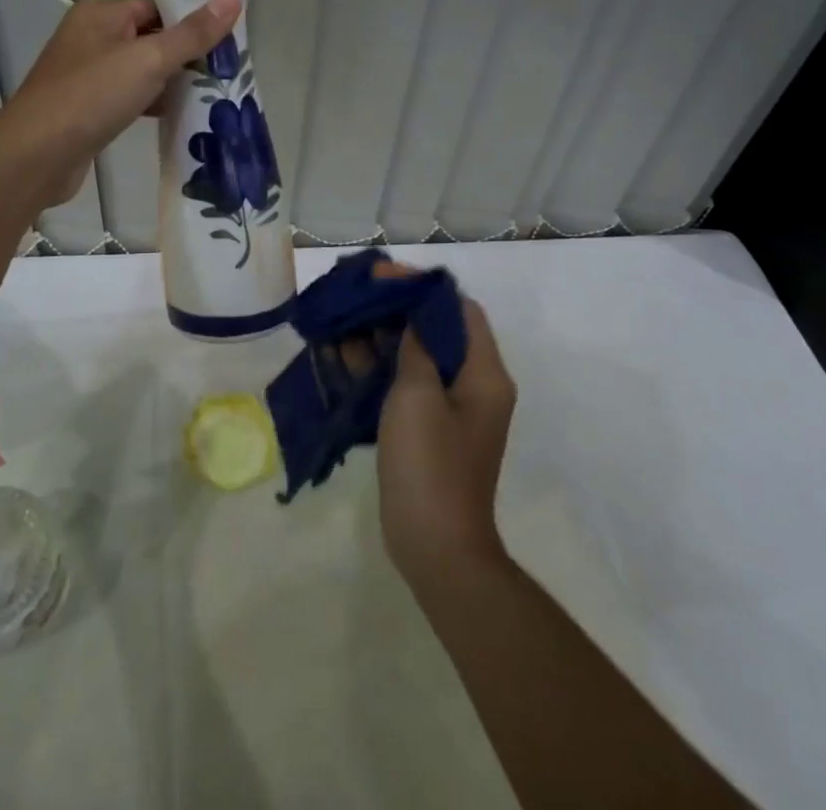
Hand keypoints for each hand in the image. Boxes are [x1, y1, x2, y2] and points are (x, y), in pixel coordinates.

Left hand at [1, 0, 241, 207]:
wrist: (36, 156)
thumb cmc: (92, 96)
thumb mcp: (150, 60)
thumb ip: (193, 32)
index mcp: (101, 13)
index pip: (158, 3)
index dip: (193, 17)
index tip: (230, 36)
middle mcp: (92, 36)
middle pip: (151, 35)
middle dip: (187, 51)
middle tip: (227, 68)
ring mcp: (87, 73)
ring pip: (142, 68)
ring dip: (172, 79)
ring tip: (213, 92)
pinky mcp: (88, 106)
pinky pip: (130, 94)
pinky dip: (153, 101)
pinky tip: (178, 115)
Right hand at [374, 263, 517, 584]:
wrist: (436, 547)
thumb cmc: (430, 465)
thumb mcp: (418, 395)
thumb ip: (415, 347)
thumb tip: (411, 317)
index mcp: (484, 373)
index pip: (458, 309)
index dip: (422, 287)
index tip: (382, 277)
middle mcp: (473, 384)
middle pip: (436, 329)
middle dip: (396, 309)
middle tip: (355, 295)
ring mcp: (450, 408)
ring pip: (416, 355)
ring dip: (381, 337)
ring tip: (340, 321)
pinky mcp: (428, 428)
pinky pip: (404, 383)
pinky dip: (377, 367)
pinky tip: (342, 356)